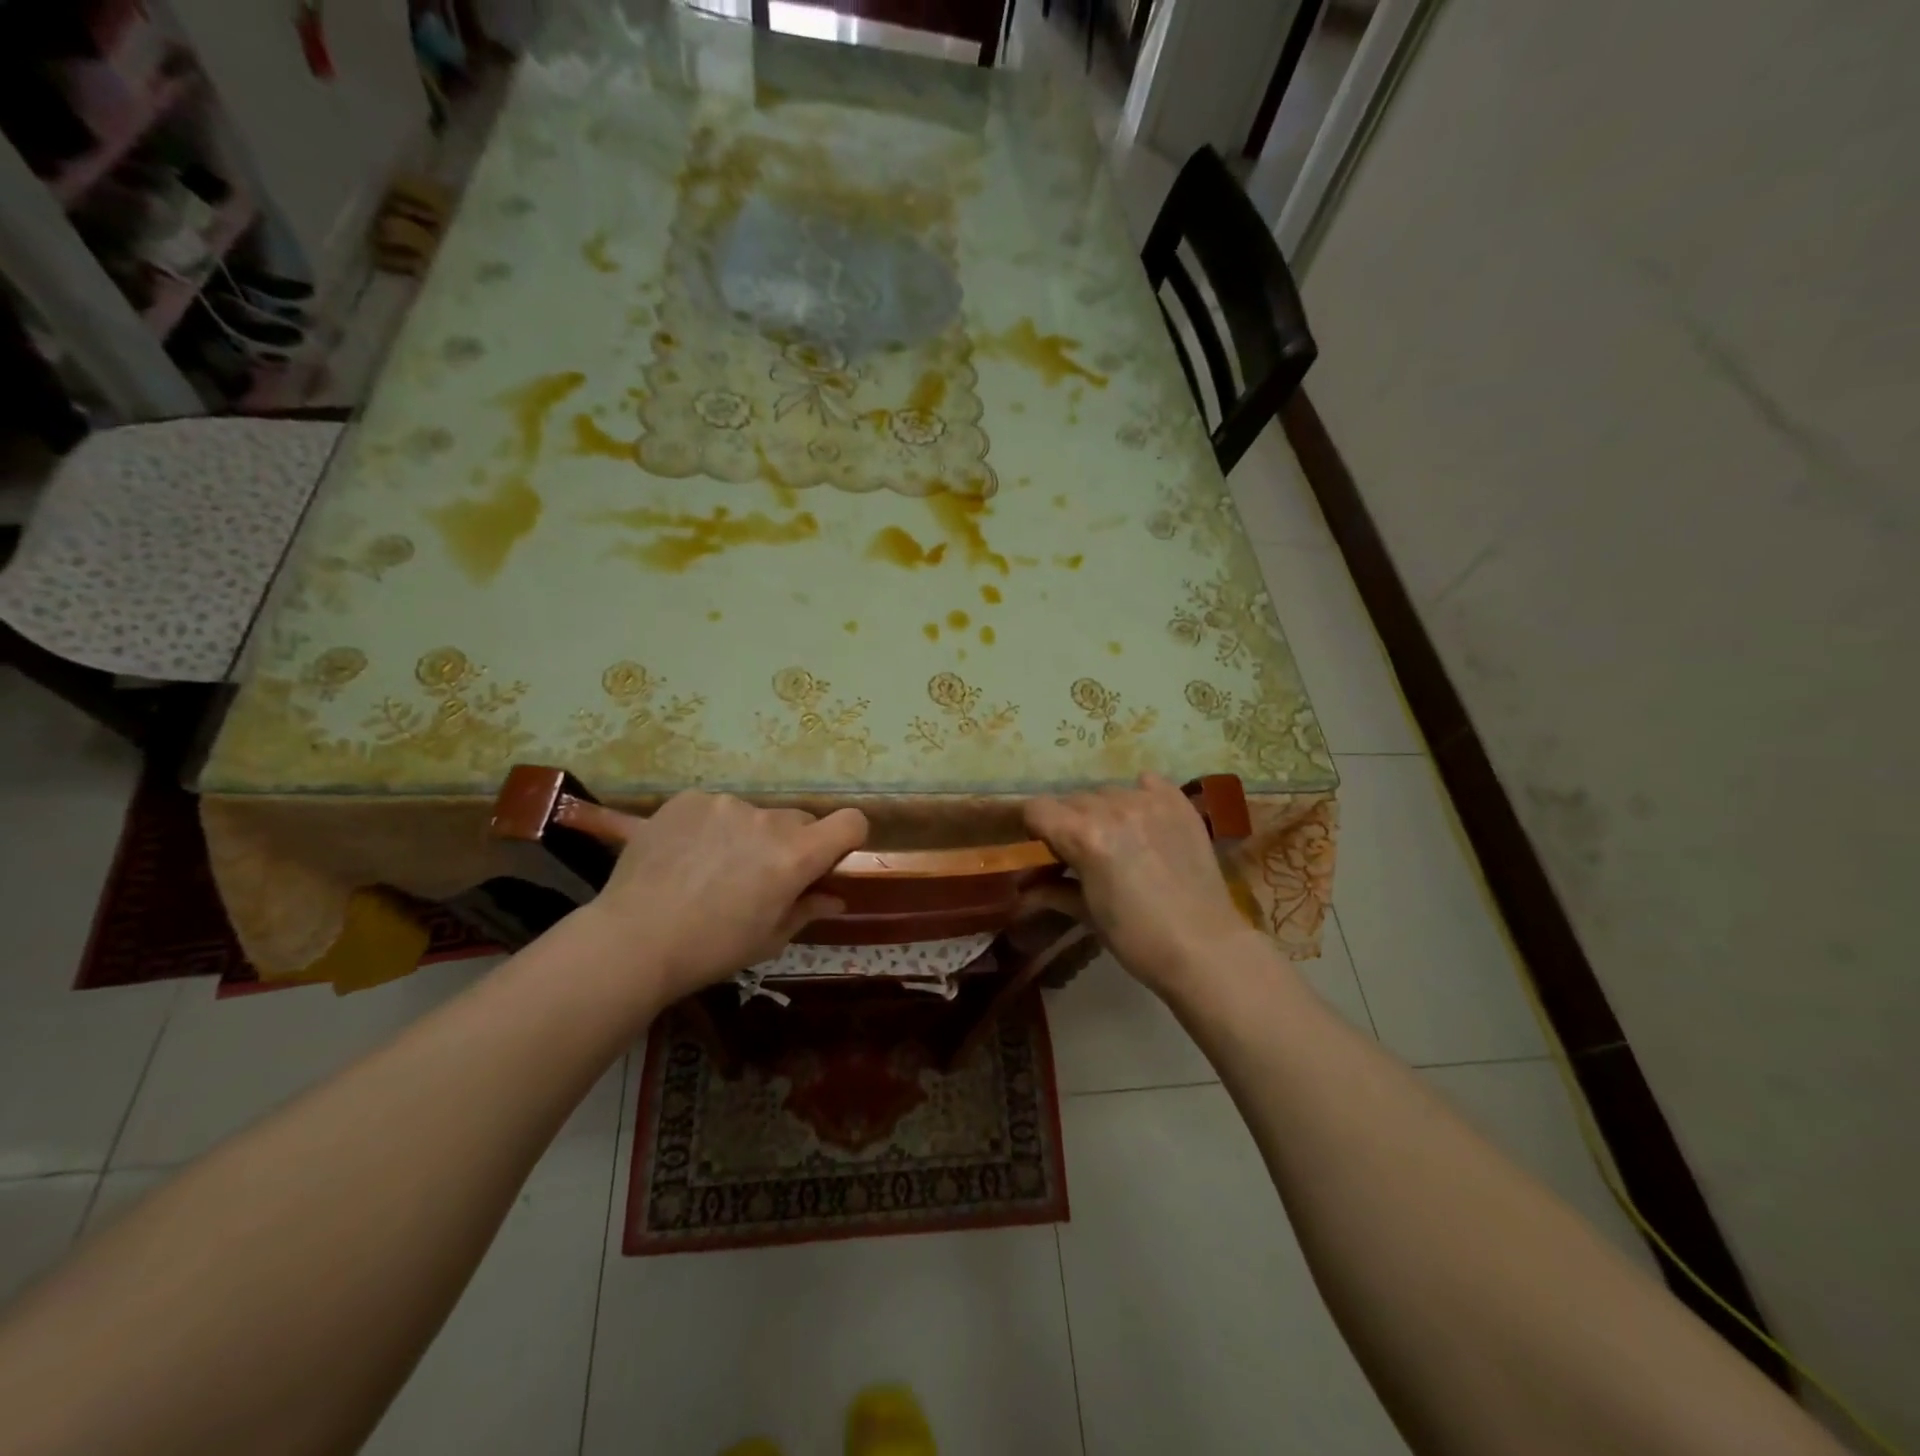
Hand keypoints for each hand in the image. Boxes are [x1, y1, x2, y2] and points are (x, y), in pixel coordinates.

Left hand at [562, 792, 868, 1004]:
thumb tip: (835, 898)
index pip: (850, 822)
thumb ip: (807, 909)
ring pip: (754, 815)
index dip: (848, 837)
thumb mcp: (768, 939)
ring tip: (713, 868)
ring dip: (748, 834)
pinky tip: (686, 855)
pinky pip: (715, 808)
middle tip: (761, 875)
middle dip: (791, 844)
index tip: (831, 857)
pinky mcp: (688, 800)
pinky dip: (711, 827)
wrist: (632, 940)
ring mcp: (725, 804)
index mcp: (796, 855)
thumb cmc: (711, 949)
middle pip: (799, 820)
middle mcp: (767, 819)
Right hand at [1023, 773, 1265, 995]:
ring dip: (1102, 810)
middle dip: (1068, 822)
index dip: (1033, 827)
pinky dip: (1140, 795)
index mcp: (1083, 836)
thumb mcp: (1087, 914)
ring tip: (1117, 838)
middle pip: (1072, 799)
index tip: (1040, 847)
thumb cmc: (1137, 939)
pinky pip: (1148, 782)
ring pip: (1108, 792)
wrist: (1205, 949)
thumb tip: (1024, 889)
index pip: (1038, 808)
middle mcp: (1113, 809)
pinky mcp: (1178, 804)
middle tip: (1079, 852)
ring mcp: (1149, 802)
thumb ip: (1052, 890)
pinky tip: (1143, 818)